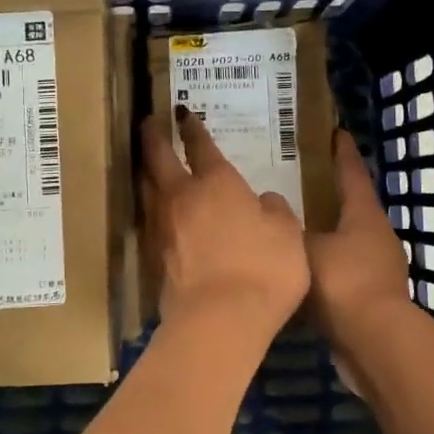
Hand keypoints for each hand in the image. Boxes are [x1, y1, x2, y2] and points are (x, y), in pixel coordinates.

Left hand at [140, 108, 308, 352]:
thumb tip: (263, 202)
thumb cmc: (263, 269)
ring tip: (148, 163)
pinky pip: (149, 220)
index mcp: (217, 183)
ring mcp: (163, 227)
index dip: (192, 128)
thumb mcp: (288, 235)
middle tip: (149, 122)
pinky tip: (157, 212)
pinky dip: (151, 208)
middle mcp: (183, 197)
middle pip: (159, 158)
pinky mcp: (154, 257)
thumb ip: (275, 212)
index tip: (182, 113)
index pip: (201, 146)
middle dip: (154, 137)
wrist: (219, 320)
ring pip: (147, 188)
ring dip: (146, 170)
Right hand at [305, 131, 414, 353]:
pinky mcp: (371, 296)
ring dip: (325, 232)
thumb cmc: (343, 283)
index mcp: (364, 215)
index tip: (334, 132)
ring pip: (346, 239)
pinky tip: (299, 269)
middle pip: (351, 206)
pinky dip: (324, 265)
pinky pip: (342, 270)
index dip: (341, 152)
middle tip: (299, 181)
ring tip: (294, 226)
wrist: (374, 343)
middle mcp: (376, 235)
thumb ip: (288, 229)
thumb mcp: (306, 248)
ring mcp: (378, 267)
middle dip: (329, 193)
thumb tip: (273, 212)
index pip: (352, 173)